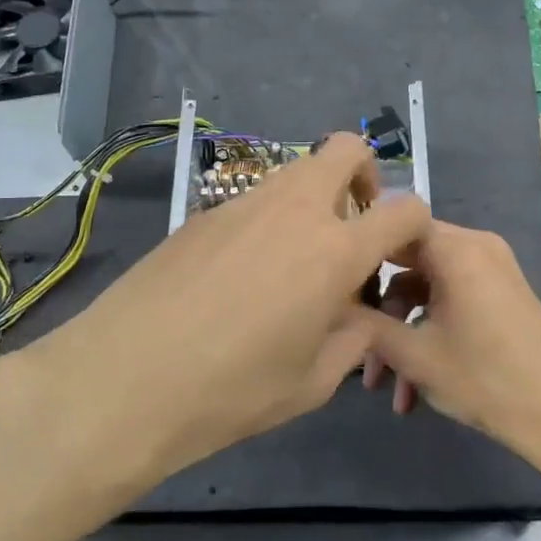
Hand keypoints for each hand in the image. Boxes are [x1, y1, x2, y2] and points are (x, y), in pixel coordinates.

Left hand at [0, 132, 429, 498]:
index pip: (403, 207)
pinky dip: (268, 221)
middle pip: (346, 149)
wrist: (124, 380)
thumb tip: (357, 311)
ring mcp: (244, 204)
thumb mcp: (313, 382)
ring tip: (294, 262)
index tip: (400, 253)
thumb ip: (353, 337)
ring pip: (297, 171)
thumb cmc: (231, 392)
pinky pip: (254, 200)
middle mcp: (295, 210)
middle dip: (364, 177)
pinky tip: (241, 276)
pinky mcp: (203, 213)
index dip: (415, 224)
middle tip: (351, 228)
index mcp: (334, 251)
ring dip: (314, 199)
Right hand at [356, 220, 540, 479]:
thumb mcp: (414, 355)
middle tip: (357, 348)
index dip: (360, 249)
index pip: (394, 225)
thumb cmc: (484, 379)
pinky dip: (430, 334)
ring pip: (428, 290)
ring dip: (404, 335)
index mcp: (456, 248)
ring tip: (387, 389)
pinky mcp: (500, 296)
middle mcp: (476, 247)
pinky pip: (452, 301)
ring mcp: (491, 271)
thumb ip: (366, 325)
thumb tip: (332, 307)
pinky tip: (414, 389)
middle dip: (380, 311)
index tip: (332, 281)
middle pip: (409, 262)